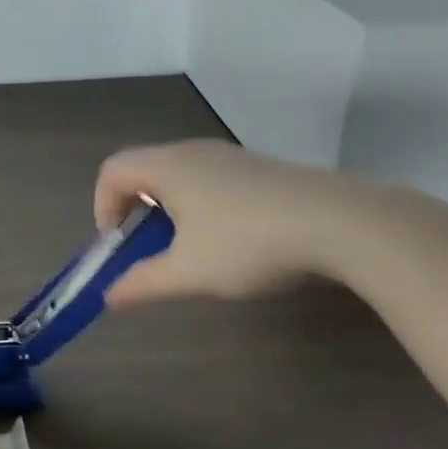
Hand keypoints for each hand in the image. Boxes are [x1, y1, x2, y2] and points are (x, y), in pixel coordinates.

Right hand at [94, 139, 376, 305]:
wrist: (344, 223)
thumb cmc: (250, 242)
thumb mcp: (190, 272)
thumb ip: (144, 283)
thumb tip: (109, 297)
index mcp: (168, 166)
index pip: (112, 170)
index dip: (103, 206)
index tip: (119, 244)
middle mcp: (194, 151)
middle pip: (144, 168)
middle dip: (135, 209)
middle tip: (148, 248)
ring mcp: (232, 156)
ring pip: (180, 174)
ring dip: (170, 208)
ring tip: (191, 247)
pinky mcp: (262, 169)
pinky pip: (212, 179)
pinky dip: (202, 204)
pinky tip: (233, 239)